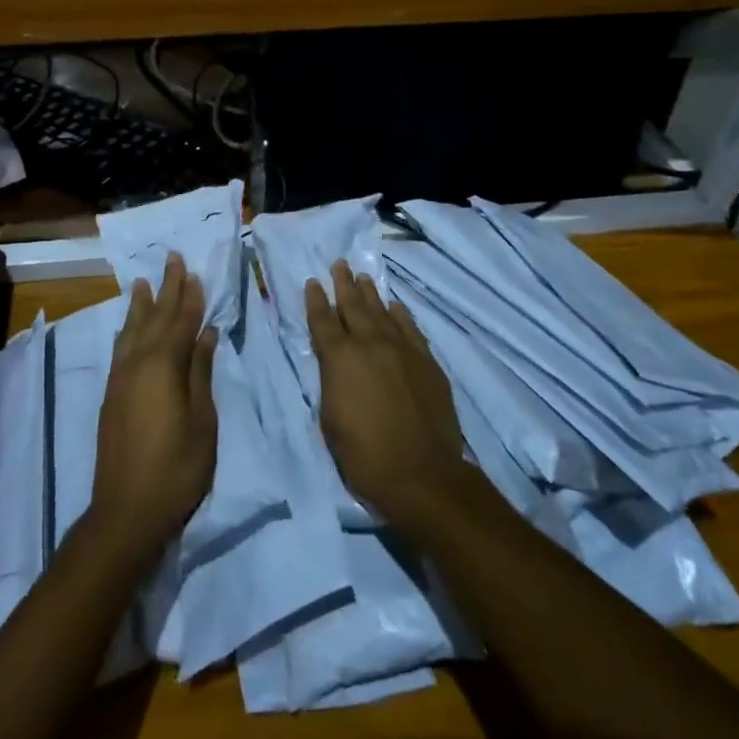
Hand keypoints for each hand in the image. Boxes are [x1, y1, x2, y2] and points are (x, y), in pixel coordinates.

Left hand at [89, 253, 218, 563]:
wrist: (126, 511)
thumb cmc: (176, 468)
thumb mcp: (202, 421)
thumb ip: (201, 372)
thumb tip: (206, 333)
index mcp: (164, 366)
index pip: (180, 322)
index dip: (190, 297)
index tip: (194, 272)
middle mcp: (138, 363)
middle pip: (155, 317)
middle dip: (166, 289)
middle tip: (172, 259)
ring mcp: (121, 378)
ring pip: (132, 330)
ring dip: (141, 304)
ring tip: (143, 282)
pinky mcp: (112, 394)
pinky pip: (121, 348)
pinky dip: (127, 330)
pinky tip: (128, 327)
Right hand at [307, 262, 468, 532]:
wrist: (422, 475)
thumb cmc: (364, 455)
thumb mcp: (330, 419)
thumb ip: (332, 382)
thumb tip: (336, 365)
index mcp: (339, 358)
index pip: (322, 320)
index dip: (315, 300)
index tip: (312, 282)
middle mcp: (370, 344)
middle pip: (353, 306)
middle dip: (343, 284)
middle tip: (339, 263)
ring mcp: (402, 349)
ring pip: (382, 312)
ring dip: (371, 293)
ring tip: (363, 277)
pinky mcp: (426, 362)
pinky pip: (410, 328)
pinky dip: (401, 315)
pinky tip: (396, 306)